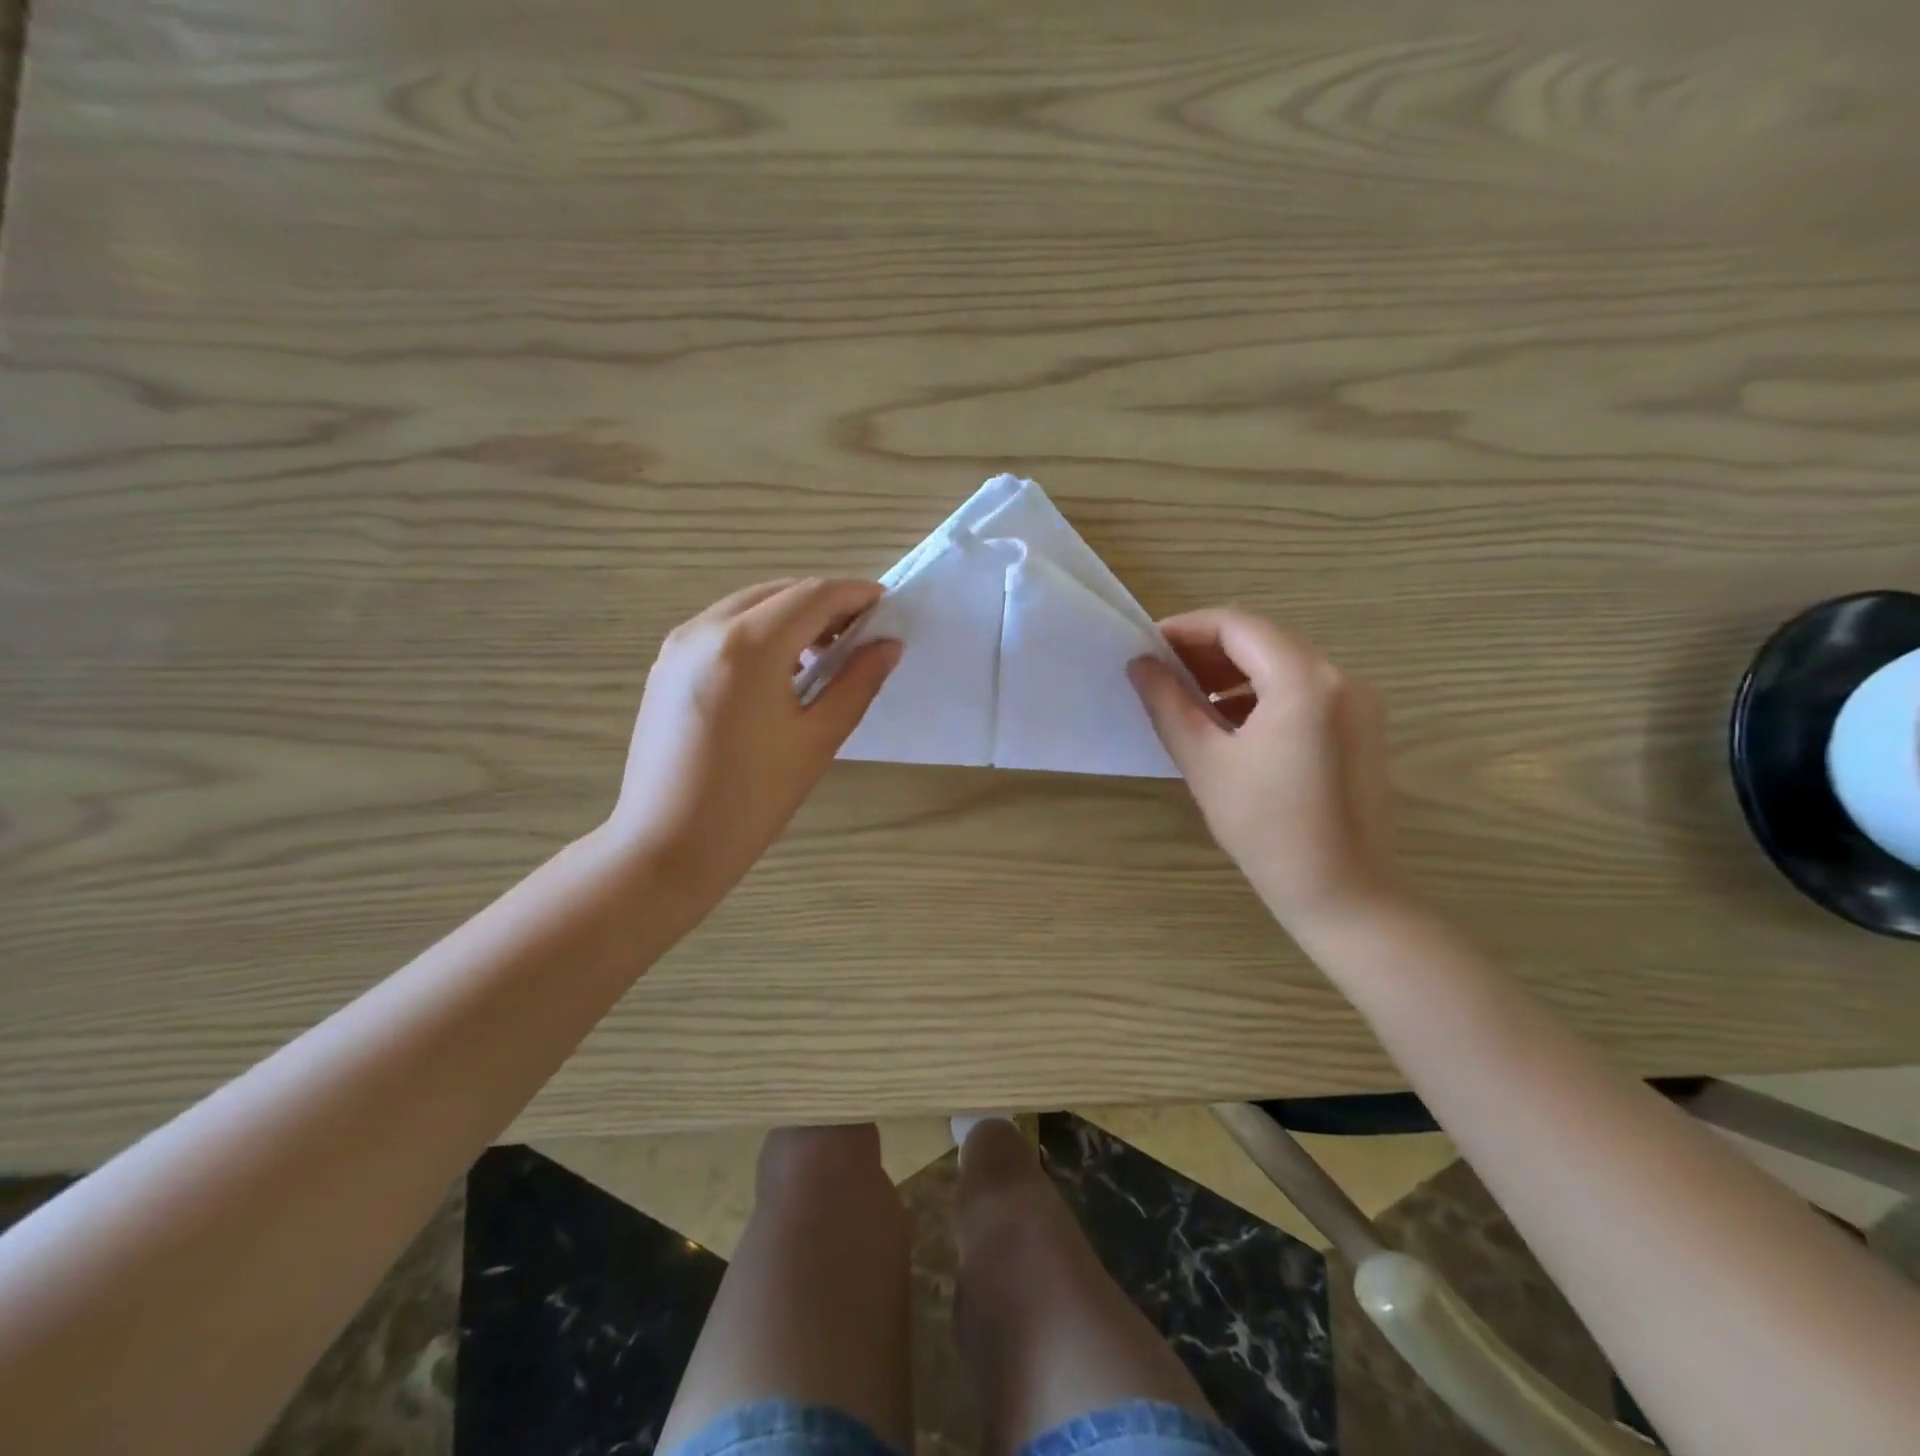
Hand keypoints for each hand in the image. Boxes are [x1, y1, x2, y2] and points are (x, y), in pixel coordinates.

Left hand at [610, 578, 899, 900]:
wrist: (669, 846)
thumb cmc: (753, 799)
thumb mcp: (818, 740)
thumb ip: (857, 683)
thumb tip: (888, 645)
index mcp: (748, 646)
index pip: (813, 595)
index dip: (855, 594)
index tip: (887, 607)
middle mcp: (706, 629)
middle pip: (779, 592)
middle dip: (824, 604)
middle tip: (860, 635)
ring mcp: (678, 645)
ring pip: (748, 606)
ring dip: (791, 616)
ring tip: (823, 655)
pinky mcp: (665, 666)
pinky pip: (722, 628)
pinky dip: (759, 633)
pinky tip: (780, 671)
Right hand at [1129, 609, 1401, 931]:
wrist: (1343, 893)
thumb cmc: (1266, 828)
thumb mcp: (1205, 761)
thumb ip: (1168, 703)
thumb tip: (1140, 664)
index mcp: (1303, 680)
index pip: (1236, 625)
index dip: (1185, 629)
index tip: (1145, 647)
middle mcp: (1339, 676)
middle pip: (1262, 639)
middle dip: (1206, 649)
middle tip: (1160, 672)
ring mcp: (1356, 700)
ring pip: (1282, 662)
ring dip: (1232, 671)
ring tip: (1187, 698)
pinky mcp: (1360, 725)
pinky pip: (1302, 688)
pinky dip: (1261, 692)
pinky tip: (1228, 720)